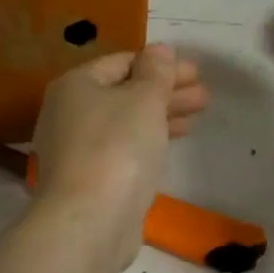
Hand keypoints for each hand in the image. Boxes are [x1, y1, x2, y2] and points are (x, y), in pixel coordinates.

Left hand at [30, 45, 208, 261]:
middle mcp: (69, 113)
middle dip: (166, 91)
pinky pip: (124, 148)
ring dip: (163, 115)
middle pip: (124, 92)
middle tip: (205, 94)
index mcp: (75, 86)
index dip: (161, 64)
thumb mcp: (144, 100)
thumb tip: (159, 50)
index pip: (122, 62)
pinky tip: (172, 142)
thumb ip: (156, 72)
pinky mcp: (89, 179)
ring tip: (199, 115)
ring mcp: (77, 149)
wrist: (89, 222)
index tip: (196, 72)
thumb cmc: (117, 148)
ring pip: (126, 122)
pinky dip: (149, 140)